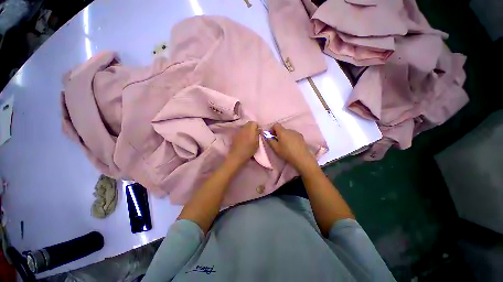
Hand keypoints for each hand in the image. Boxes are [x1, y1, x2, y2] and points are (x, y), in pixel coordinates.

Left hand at [227, 121, 259, 166]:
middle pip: (249, 124)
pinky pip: (241, 131)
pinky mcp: (235, 135)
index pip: (254, 123)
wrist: (237, 155)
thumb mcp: (257, 143)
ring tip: (250, 136)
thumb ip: (258, 134)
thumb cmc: (249, 150)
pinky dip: (243, 133)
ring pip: (244, 127)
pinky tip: (244, 139)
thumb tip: (259, 129)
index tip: (259, 131)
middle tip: (255, 133)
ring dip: (248, 130)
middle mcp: (243, 128)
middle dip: (252, 127)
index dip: (257, 126)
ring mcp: (238, 131)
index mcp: (250, 129)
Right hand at [266, 123, 317, 172]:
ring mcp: (296, 132)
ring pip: (287, 132)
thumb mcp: (275, 148)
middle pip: (282, 129)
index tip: (271, 136)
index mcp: (282, 131)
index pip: (275, 125)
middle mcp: (289, 130)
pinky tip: (291, 145)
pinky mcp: (301, 136)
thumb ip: (270, 140)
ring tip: (285, 145)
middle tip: (277, 142)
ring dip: (284, 136)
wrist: (301, 157)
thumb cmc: (286, 152)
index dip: (272, 129)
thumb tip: (266, 135)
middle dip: (278, 134)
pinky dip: (290, 138)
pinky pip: (293, 135)